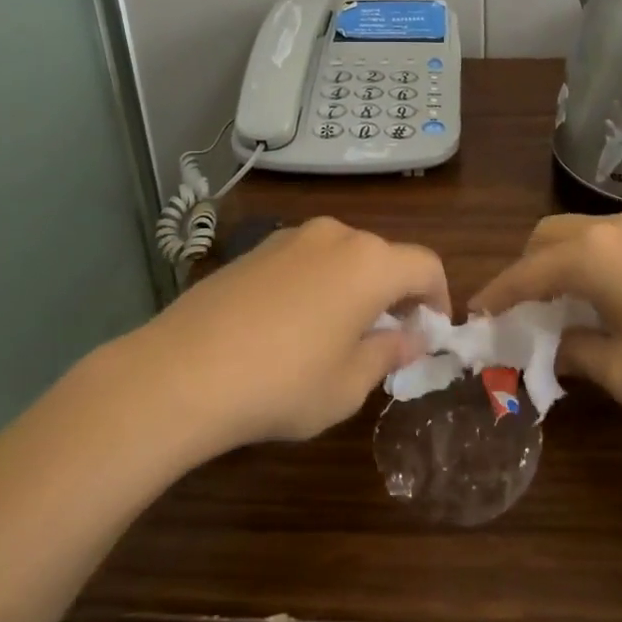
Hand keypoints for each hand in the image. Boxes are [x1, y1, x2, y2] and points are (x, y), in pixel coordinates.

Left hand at [123, 217, 448, 451]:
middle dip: (394, 294)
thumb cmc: (283, 383)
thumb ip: (388, 353)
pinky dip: (318, 283)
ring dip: (354, 287)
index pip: (425, 265)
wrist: (183, 370)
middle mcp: (336, 236)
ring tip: (337, 334)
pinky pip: (306, 259)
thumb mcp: (348, 384)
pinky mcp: (256, 248)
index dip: (438, 298)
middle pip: (384, 257)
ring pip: (343, 256)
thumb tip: (409, 337)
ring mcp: (291, 237)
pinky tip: (292, 325)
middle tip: (386, 340)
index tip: (430, 333)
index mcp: (369, 263)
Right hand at [470, 214, 621, 416]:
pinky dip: (583, 260)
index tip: (475, 314)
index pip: (524, 273)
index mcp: (586, 259)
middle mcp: (603, 231)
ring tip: (560, 305)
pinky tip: (602, 296)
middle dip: (524, 270)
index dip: (496, 294)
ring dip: (554, 262)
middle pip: (543, 238)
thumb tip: (557, 346)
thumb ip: (579, 357)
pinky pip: (601, 239)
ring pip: (573, 233)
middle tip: (522, 311)